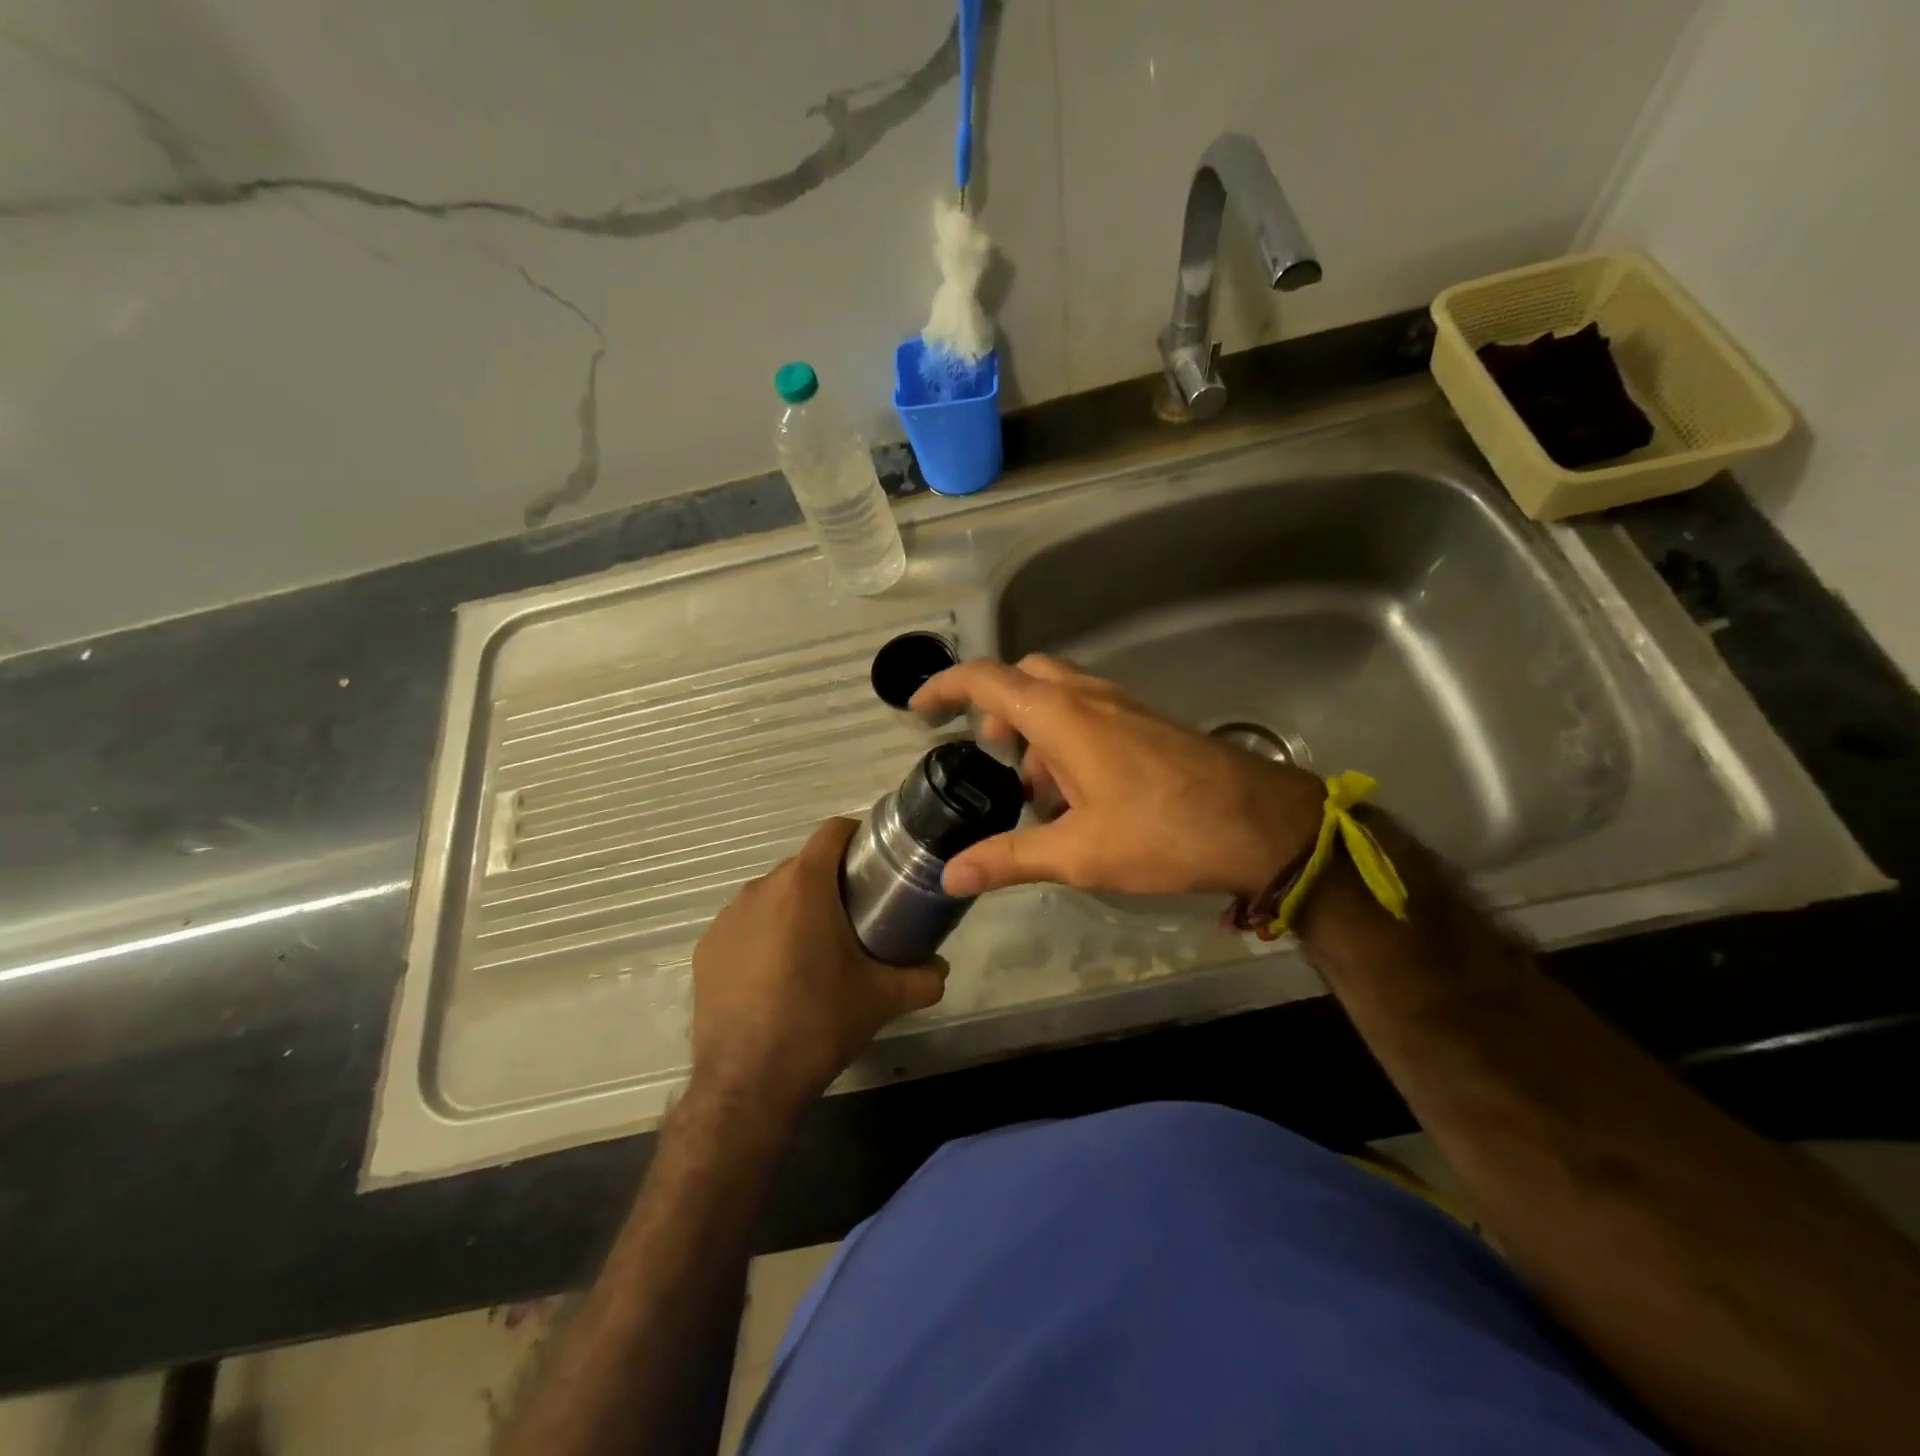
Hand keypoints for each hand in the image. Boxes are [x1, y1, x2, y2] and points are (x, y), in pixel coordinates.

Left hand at [690, 818, 946, 1114]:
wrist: (749, 1083)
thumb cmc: (820, 1023)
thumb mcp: (885, 998)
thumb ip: (924, 977)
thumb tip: (940, 969)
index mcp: (805, 885)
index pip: (834, 831)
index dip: (858, 837)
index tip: (875, 863)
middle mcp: (761, 888)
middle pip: (804, 865)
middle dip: (830, 882)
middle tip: (855, 917)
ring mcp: (727, 918)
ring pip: (772, 895)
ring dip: (795, 909)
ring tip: (814, 951)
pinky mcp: (706, 949)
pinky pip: (744, 926)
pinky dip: (763, 937)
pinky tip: (775, 977)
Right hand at [909, 655, 1325, 900]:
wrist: (1262, 824)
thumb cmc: (1162, 831)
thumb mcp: (1077, 853)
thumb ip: (1009, 859)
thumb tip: (950, 877)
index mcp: (1061, 714)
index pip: (985, 679)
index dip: (943, 687)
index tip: (918, 709)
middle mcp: (1089, 695)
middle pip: (1025, 679)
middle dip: (998, 711)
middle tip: (991, 757)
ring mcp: (1123, 705)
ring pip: (1060, 697)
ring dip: (1037, 733)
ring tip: (1040, 796)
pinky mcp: (1147, 723)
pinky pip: (1091, 714)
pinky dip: (1068, 740)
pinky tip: (1082, 797)